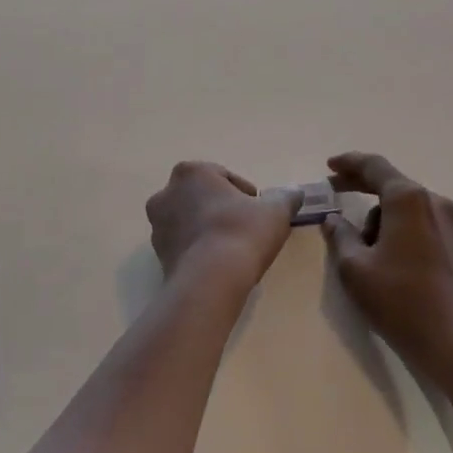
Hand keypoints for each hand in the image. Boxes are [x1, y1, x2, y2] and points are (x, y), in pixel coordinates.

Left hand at [147, 162, 300, 286]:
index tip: (259, 211)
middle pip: (202, 197)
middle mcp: (167, 193)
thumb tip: (294, 191)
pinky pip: (183, 244)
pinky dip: (198, 249)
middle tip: (246, 228)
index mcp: (191, 172)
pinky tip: (217, 264)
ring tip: (231, 248)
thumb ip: (286, 197)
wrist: (210, 280)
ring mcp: (157, 225)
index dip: (245, 194)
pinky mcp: (157, 254)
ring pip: (189, 220)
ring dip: (207, 228)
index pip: (223, 177)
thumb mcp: (275, 211)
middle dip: (221, 208)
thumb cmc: (242, 232)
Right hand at [322, 152, 452, 374]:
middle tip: (332, 190)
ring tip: (358, 248)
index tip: (328, 166)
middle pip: (391, 183)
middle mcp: (432, 201)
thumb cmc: (399, 299)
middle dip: (360, 185)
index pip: (374, 167)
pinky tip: (381, 252)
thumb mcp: (354, 267)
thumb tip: (333, 220)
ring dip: (377, 215)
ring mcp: (447, 221)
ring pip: (402, 205)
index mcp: (408, 199)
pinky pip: (416, 220)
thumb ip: (339, 236)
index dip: (349, 163)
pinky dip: (394, 226)